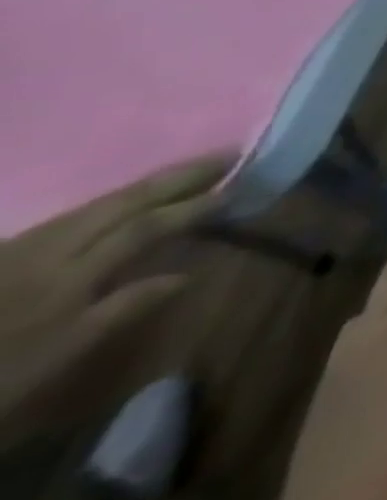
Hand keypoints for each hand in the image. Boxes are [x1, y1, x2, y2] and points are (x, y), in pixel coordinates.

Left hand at [0, 153, 231, 445]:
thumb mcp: (53, 359)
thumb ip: (119, 312)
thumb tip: (187, 275)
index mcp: (69, 275)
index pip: (144, 228)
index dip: (192, 206)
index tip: (237, 188)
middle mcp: (52, 249)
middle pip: (124, 203)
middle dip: (179, 177)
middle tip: (229, 154)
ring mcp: (27, 248)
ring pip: (98, 203)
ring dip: (151, 183)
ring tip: (191, 168)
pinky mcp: (11, 252)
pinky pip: (76, 214)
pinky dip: (116, 199)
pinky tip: (128, 197)